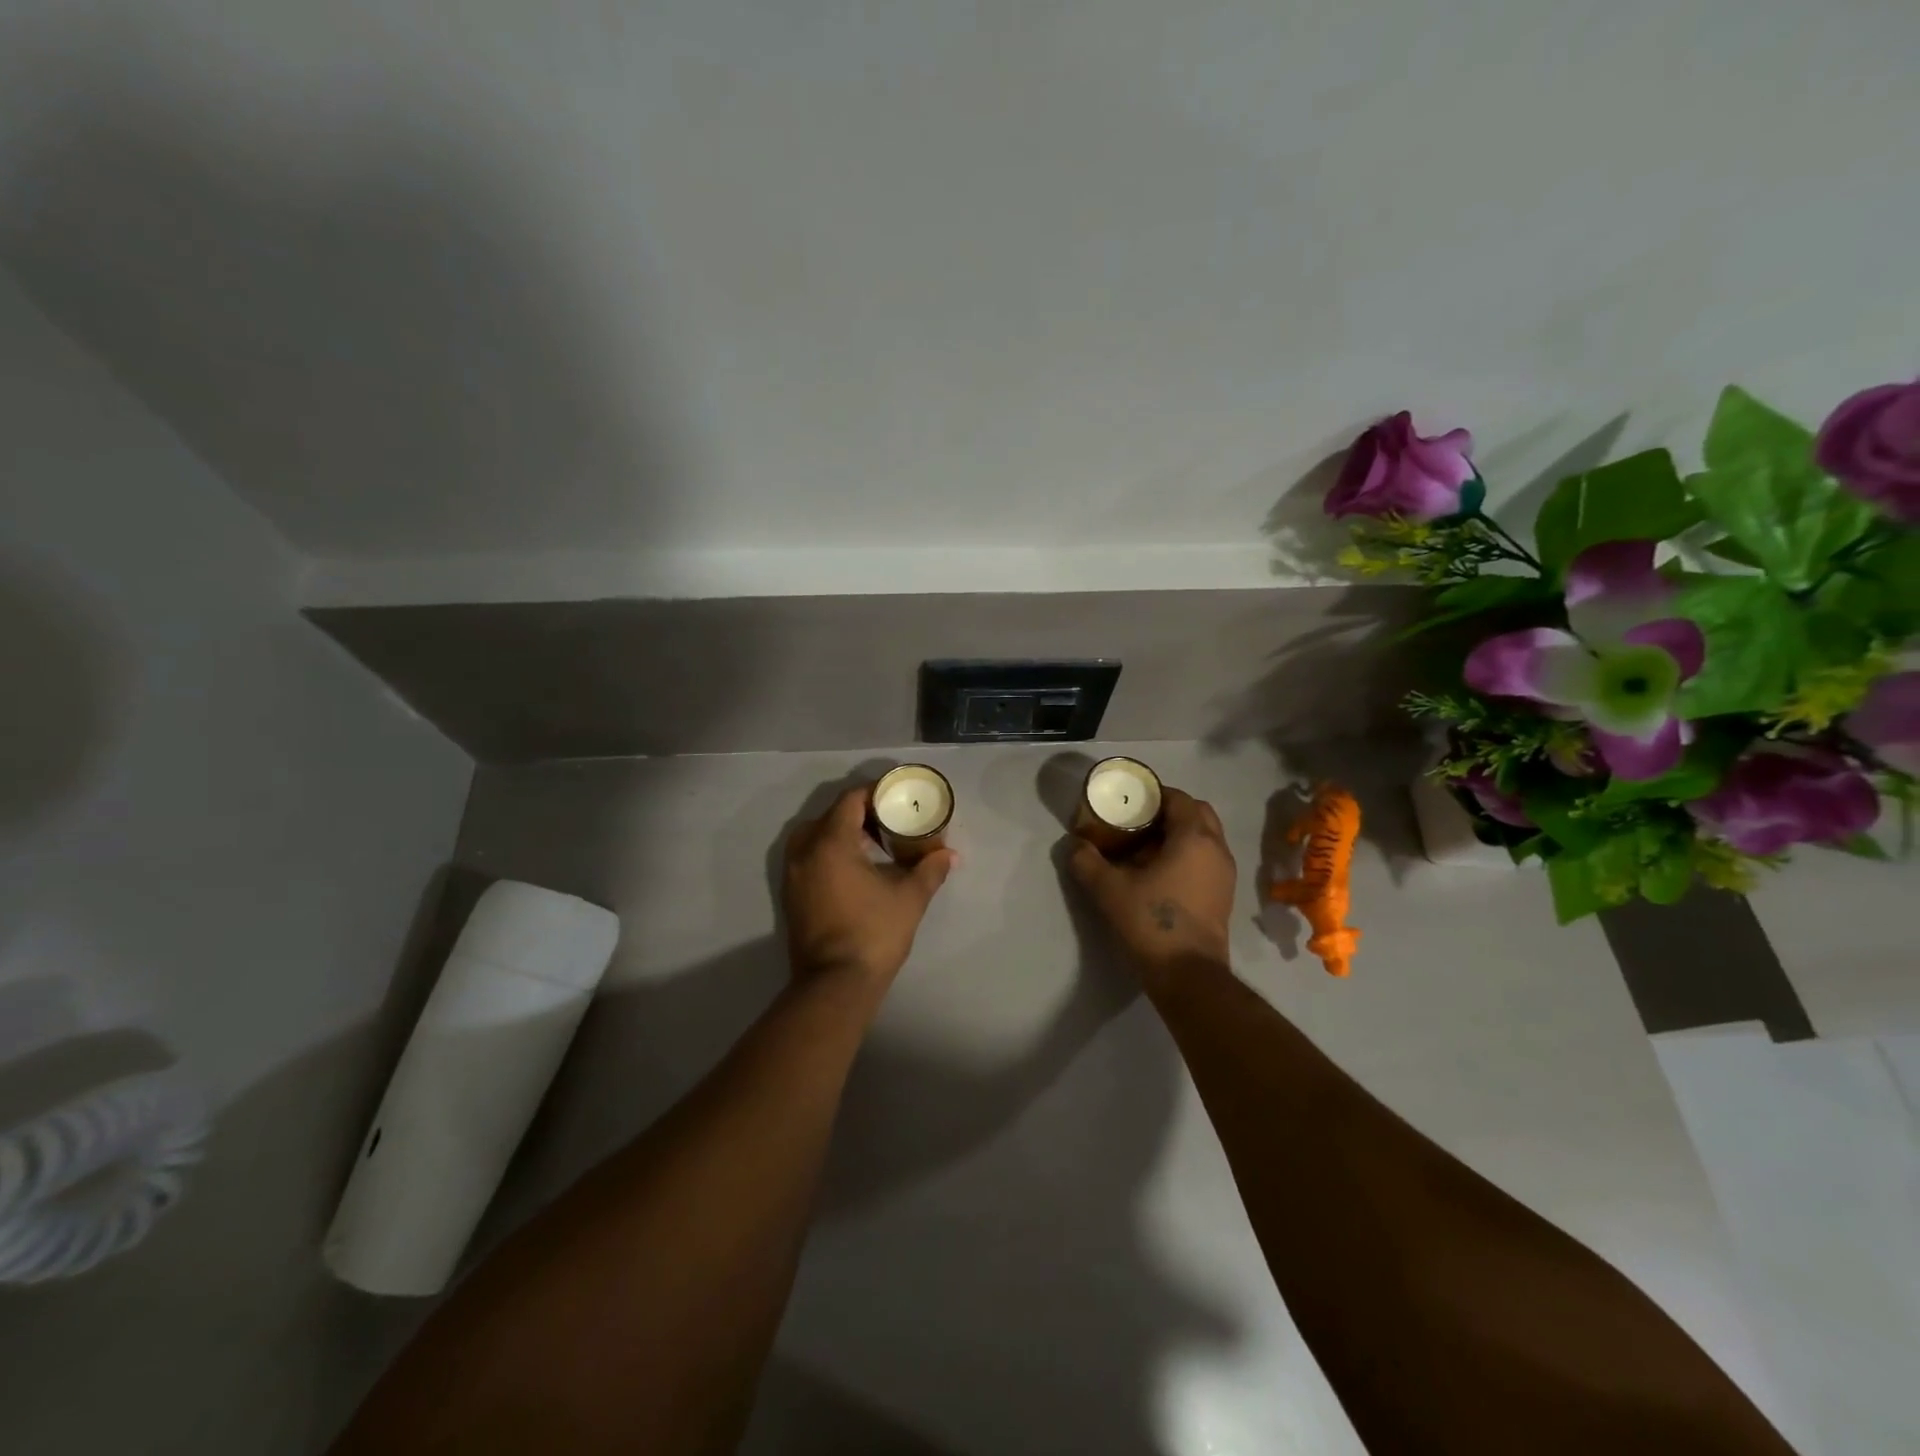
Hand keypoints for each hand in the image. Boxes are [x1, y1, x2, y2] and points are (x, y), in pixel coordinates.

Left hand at [782, 784, 955, 997]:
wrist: (835, 984)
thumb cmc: (874, 933)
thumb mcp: (910, 898)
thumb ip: (929, 869)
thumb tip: (949, 854)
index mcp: (830, 842)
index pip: (850, 799)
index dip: (875, 792)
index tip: (897, 796)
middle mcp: (804, 851)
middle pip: (831, 814)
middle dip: (861, 812)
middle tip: (890, 819)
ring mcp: (793, 874)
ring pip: (816, 835)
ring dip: (843, 832)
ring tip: (875, 843)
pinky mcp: (791, 894)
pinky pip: (809, 856)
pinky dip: (830, 851)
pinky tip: (857, 868)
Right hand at [1068, 786, 1234, 989]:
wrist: (1188, 975)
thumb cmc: (1151, 922)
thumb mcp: (1108, 889)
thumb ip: (1087, 861)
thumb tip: (1074, 844)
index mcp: (1194, 837)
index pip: (1178, 798)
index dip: (1153, 794)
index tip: (1128, 801)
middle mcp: (1216, 849)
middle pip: (1197, 813)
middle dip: (1170, 811)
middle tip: (1138, 821)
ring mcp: (1225, 874)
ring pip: (1205, 837)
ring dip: (1179, 834)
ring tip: (1145, 847)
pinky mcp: (1223, 895)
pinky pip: (1206, 859)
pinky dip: (1187, 855)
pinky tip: (1159, 873)